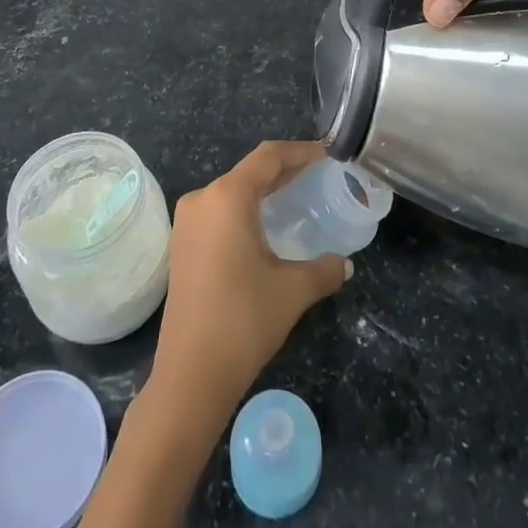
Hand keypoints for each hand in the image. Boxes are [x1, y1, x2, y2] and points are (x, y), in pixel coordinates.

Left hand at [150, 141, 349, 417]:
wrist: (190, 375)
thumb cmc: (243, 320)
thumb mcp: (293, 291)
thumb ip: (324, 269)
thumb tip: (345, 264)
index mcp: (227, 197)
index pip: (268, 157)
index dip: (300, 152)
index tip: (327, 154)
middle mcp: (203, 199)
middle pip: (249, 172)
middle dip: (284, 170)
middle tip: (317, 175)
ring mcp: (187, 223)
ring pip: (232, 192)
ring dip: (263, 191)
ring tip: (296, 197)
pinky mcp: (181, 245)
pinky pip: (219, 212)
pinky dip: (245, 210)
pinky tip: (265, 227)